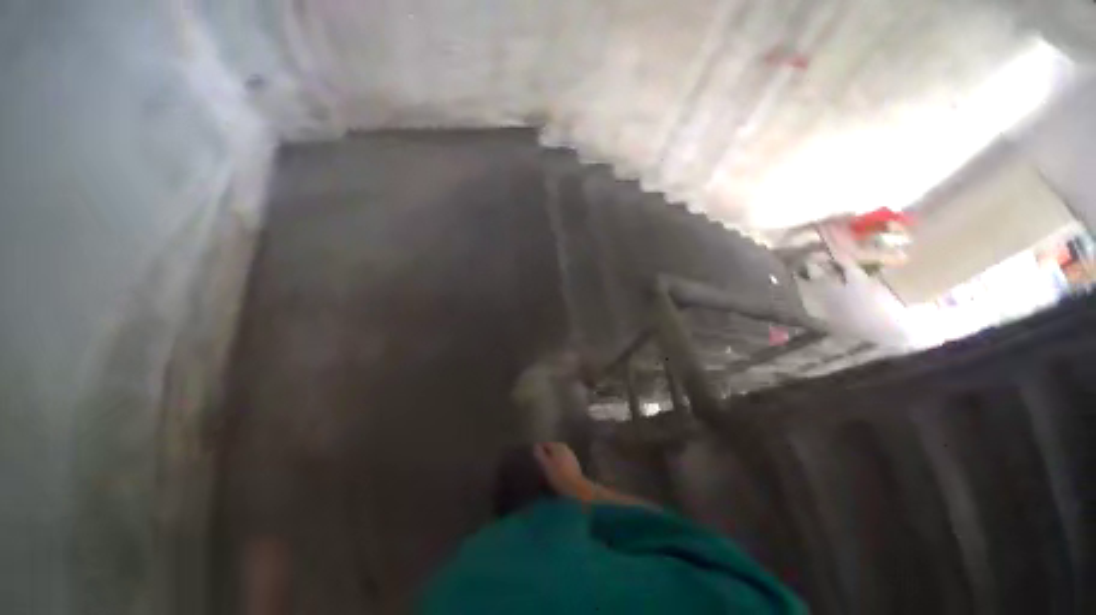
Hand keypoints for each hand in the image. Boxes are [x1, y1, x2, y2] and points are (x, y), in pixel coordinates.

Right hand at [533, 442, 592, 500]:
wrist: (576, 488)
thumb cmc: (558, 475)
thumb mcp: (545, 464)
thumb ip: (539, 454)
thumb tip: (535, 446)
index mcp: (558, 445)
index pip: (544, 444)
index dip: (538, 451)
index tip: (532, 459)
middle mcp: (565, 448)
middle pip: (552, 450)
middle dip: (545, 456)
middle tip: (538, 466)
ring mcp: (571, 456)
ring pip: (558, 457)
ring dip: (552, 462)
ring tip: (546, 472)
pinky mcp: (575, 466)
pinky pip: (563, 463)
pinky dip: (558, 467)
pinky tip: (556, 475)